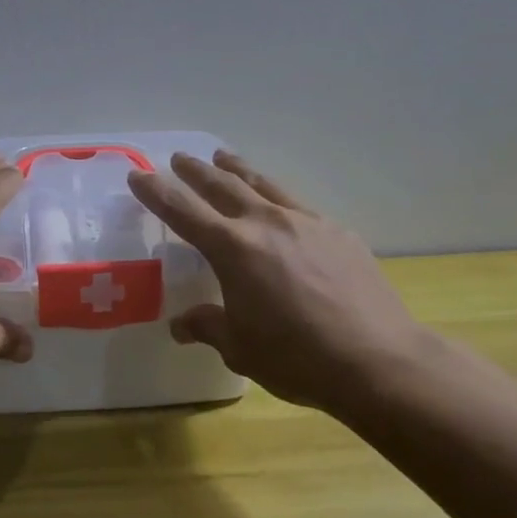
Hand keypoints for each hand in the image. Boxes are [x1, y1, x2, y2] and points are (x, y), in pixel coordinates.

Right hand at [127, 150, 435, 408]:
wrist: (378, 360)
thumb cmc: (297, 357)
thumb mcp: (240, 347)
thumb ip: (208, 327)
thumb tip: (181, 325)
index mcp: (233, 249)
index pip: (182, 211)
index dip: (156, 191)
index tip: (138, 175)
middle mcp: (266, 224)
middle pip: (223, 185)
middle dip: (196, 171)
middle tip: (179, 158)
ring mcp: (306, 223)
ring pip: (263, 184)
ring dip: (238, 169)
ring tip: (224, 156)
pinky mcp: (338, 232)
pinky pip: (298, 206)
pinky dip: (277, 199)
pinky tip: (281, 209)